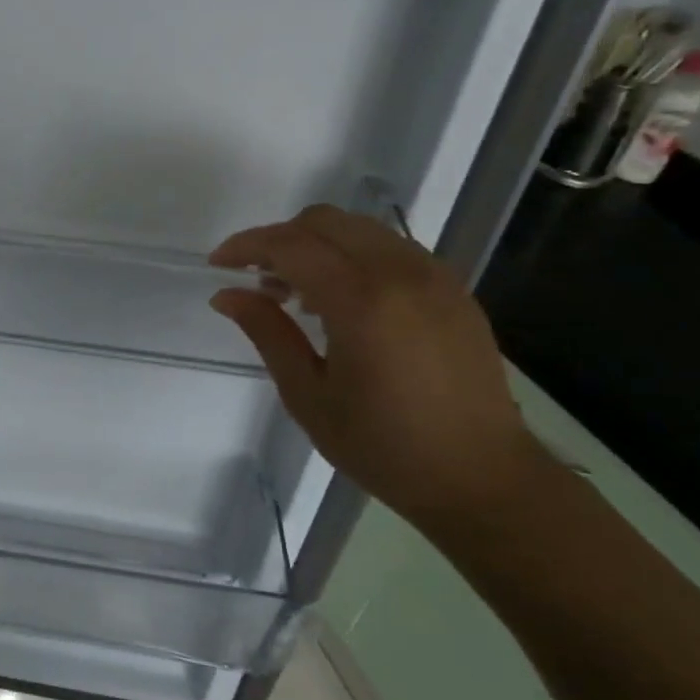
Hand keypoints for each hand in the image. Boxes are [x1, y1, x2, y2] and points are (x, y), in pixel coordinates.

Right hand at [209, 205, 550, 519]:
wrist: (481, 478)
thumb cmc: (383, 446)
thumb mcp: (308, 395)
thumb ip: (267, 333)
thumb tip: (226, 294)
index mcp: (362, 301)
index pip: (291, 245)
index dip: (247, 246)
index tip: (218, 264)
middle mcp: (401, 273)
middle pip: (325, 221)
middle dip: (280, 238)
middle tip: (256, 280)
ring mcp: (434, 276)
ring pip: (360, 229)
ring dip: (317, 245)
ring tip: (296, 294)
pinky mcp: (454, 289)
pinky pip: (391, 249)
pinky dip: (353, 256)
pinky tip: (342, 301)